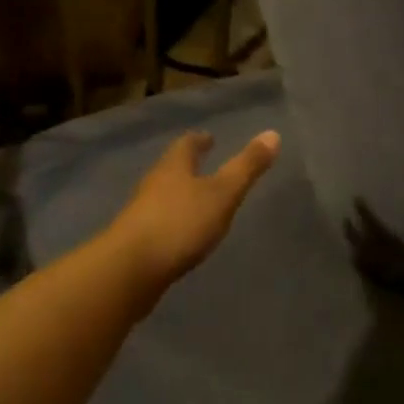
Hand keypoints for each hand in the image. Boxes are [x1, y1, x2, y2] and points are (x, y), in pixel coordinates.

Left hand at [105, 129, 279, 294]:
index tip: (208, 138)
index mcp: (173, 167)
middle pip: (171, 169)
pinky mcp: (136, 241)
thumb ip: (246, 167)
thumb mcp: (222, 194)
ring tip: (196, 199)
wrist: (130, 269)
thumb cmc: (180, 223)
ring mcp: (141, 214)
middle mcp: (153, 184)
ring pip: (162, 195)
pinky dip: (172, 221)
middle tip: (203, 165)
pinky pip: (158, 223)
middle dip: (187, 166)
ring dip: (178, 194)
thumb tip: (273, 133)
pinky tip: (181, 235)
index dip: (199, 140)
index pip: (186, 145)